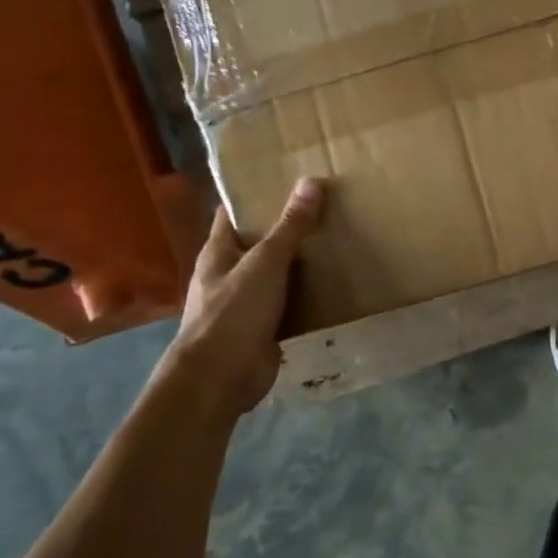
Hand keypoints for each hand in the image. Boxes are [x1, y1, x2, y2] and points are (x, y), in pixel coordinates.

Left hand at [165, 178, 326, 415]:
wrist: (220, 379)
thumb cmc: (233, 313)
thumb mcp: (265, 263)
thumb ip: (290, 226)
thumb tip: (311, 181)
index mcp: (219, 252)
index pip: (233, 213)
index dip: (255, 195)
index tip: (287, 179)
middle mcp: (229, 274)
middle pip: (260, 242)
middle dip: (288, 227)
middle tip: (327, 206)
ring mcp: (246, 303)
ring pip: (278, 273)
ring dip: (302, 262)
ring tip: (338, 240)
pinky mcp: (265, 327)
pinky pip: (290, 302)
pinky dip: (309, 294)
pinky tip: (336, 284)